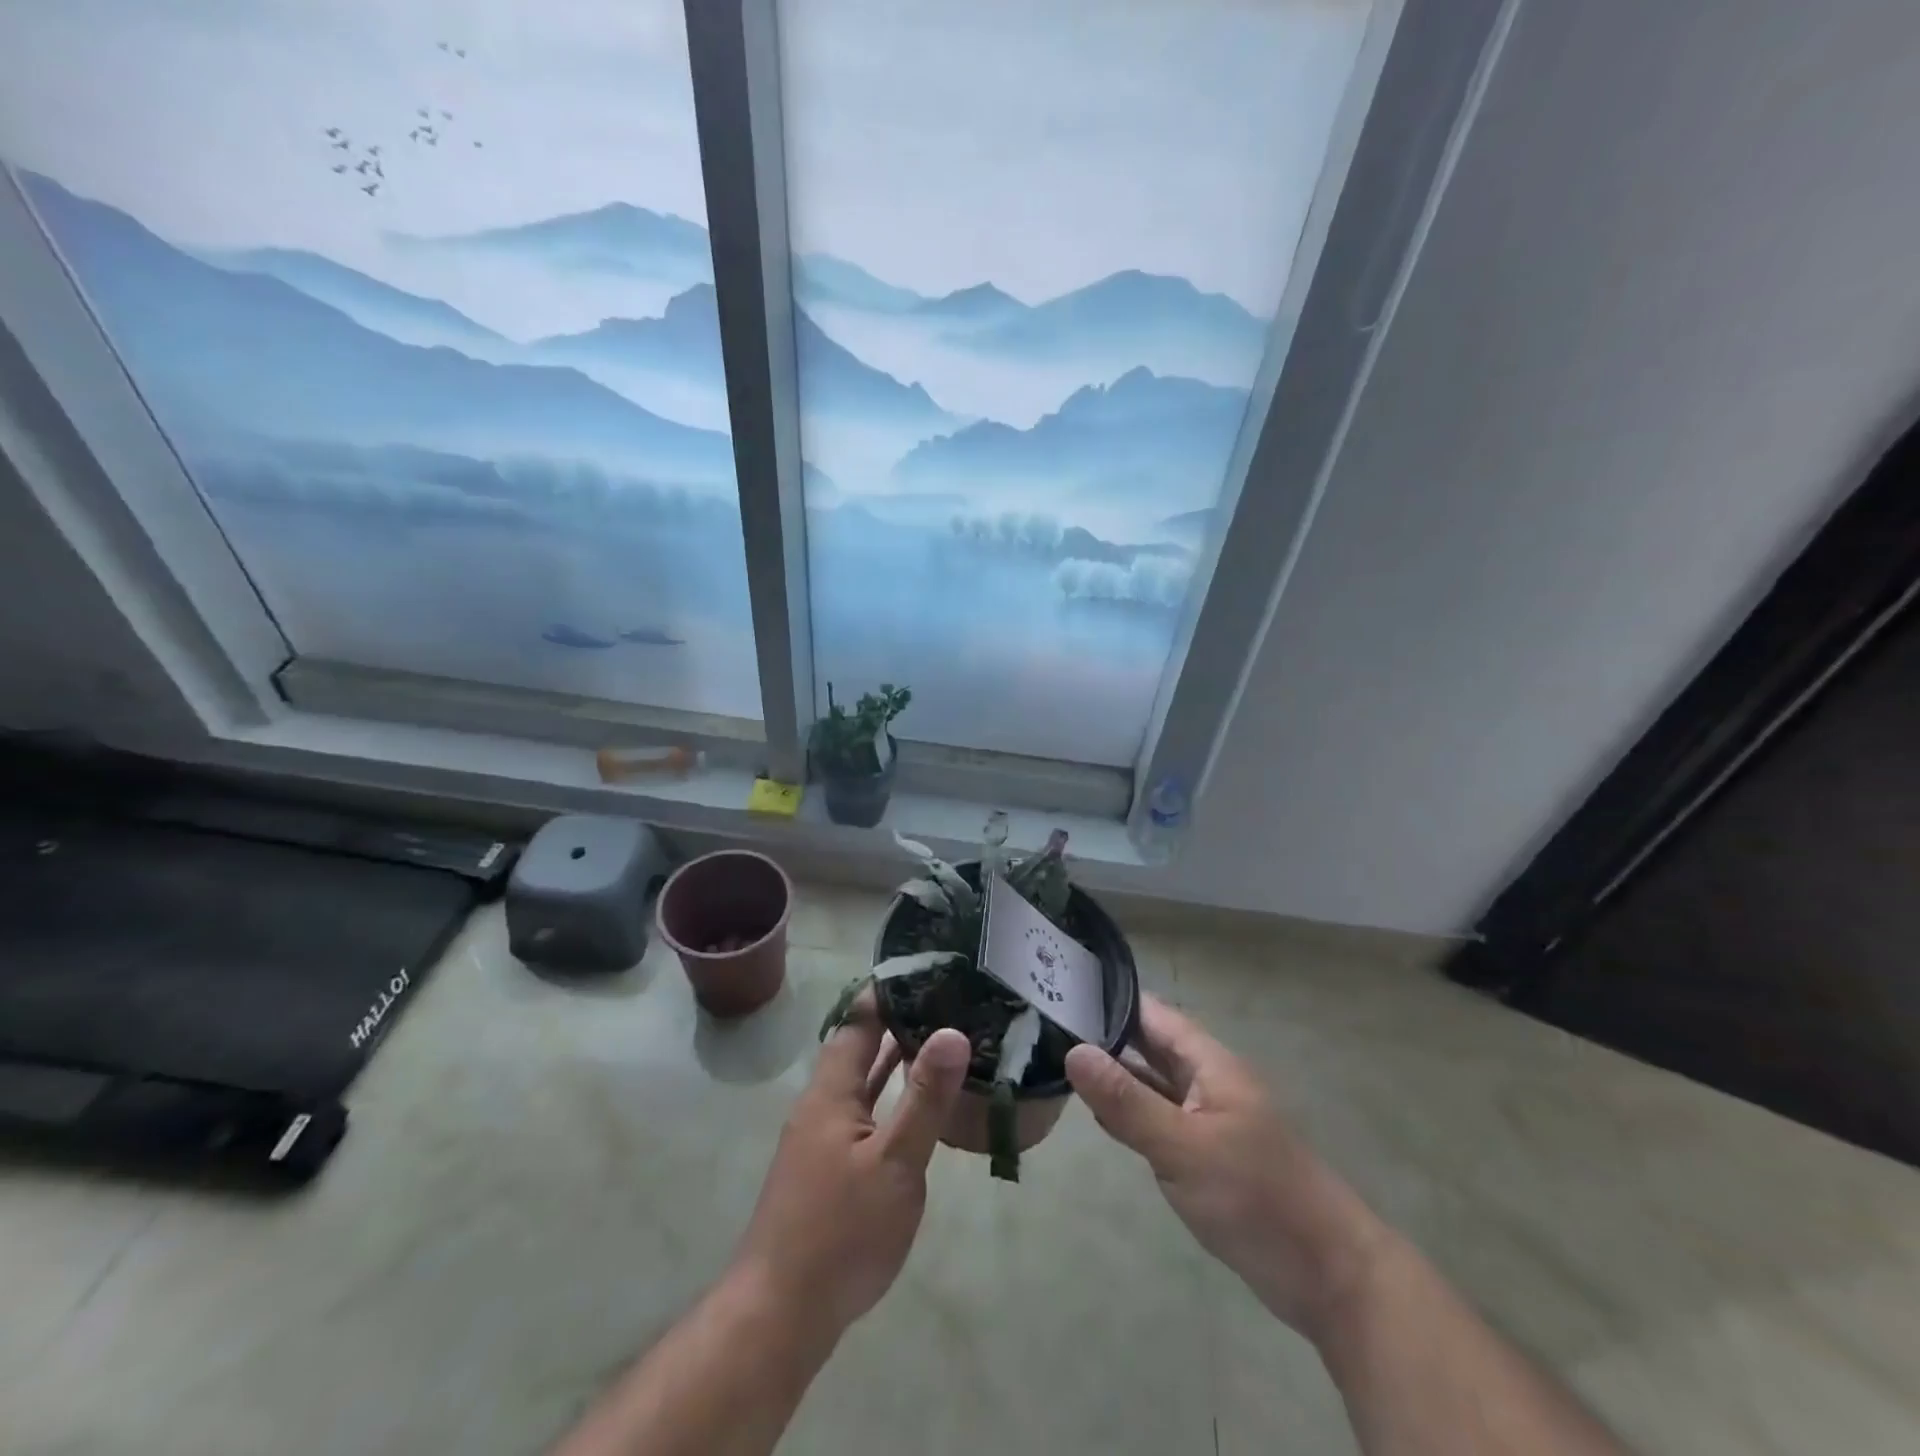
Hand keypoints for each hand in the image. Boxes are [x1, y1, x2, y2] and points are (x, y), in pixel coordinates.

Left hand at [730, 990, 970, 1342]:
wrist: (779, 1314)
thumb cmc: (841, 1231)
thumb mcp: (895, 1162)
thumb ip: (925, 1097)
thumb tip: (952, 1030)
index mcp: (831, 1092)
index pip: (857, 1022)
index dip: (887, 994)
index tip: (925, 971)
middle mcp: (820, 1105)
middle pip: (857, 1048)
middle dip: (894, 1023)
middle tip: (942, 1001)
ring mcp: (819, 1139)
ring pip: (859, 1083)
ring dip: (890, 1060)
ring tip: (935, 1039)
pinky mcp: (825, 1170)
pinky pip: (860, 1113)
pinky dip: (885, 1097)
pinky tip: (911, 1107)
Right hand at [1065, 995, 1390, 1341]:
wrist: (1329, 1275)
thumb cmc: (1257, 1198)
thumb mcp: (1183, 1147)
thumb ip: (1127, 1101)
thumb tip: (1073, 1051)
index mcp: (1209, 1063)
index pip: (1152, 1014)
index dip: (1110, 999)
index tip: (1060, 988)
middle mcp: (1207, 1081)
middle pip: (1150, 1045)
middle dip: (1105, 1035)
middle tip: (1047, 1022)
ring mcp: (1206, 1119)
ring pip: (1152, 1083)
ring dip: (1114, 1074)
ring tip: (1057, 1059)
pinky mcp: (1205, 1155)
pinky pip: (1159, 1118)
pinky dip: (1129, 1111)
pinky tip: (1097, 1113)